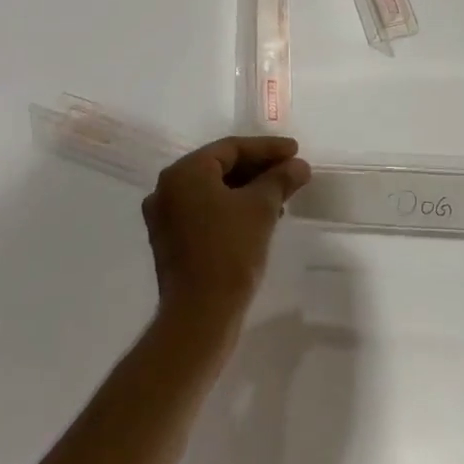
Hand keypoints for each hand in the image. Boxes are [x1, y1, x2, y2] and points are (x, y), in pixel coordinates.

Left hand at [143, 136, 311, 338]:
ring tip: (282, 195)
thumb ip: (280, 179)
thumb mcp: (261, 208)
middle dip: (259, 169)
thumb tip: (299, 165)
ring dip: (248, 189)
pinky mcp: (170, 241)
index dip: (267, 148)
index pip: (231, 148)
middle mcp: (167, 188)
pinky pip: (205, 211)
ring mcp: (165, 217)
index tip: (296, 151)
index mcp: (184, 172)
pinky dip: (232, 208)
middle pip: (220, 167)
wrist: (200, 315)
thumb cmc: (230, 251)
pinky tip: (260, 217)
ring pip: (214, 191)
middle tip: (291, 171)